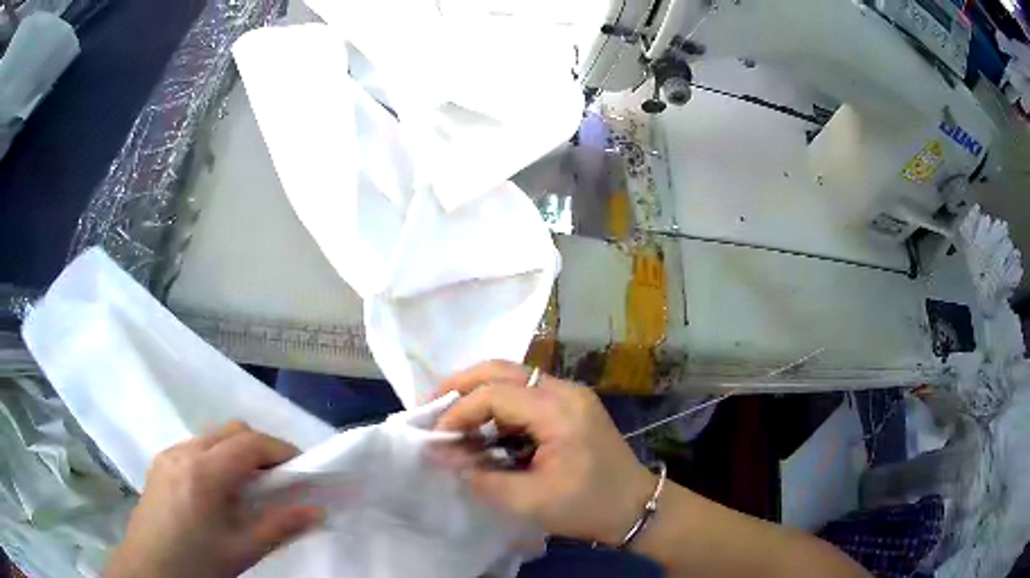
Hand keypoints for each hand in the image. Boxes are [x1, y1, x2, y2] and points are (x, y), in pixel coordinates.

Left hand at [105, 422, 323, 577]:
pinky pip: (195, 447)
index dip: (281, 450)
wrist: (150, 569)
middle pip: (231, 430)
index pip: (250, 442)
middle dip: (260, 448)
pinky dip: (216, 458)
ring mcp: (168, 454)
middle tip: (278, 481)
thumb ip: (279, 526)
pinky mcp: (159, 463)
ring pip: (212, 437)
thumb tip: (317, 510)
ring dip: (237, 452)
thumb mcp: (241, 551)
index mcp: (204, 471)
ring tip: (248, 488)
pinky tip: (217, 491)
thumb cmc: (197, 563)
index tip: (302, 470)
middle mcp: (184, 451)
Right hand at [435, 360, 654, 545]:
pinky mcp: (570, 406)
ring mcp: (570, 395)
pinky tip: (483, 427)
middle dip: (461, 384)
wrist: (637, 508)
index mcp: (559, 411)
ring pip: (512, 377)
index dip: (458, 412)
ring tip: (451, 417)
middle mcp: (565, 391)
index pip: (495, 394)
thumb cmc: (589, 507)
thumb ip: (482, 478)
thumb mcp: (531, 502)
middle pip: (502, 369)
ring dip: (478, 392)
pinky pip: (525, 393)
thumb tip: (442, 457)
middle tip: (431, 406)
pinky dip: (498, 405)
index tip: (436, 438)